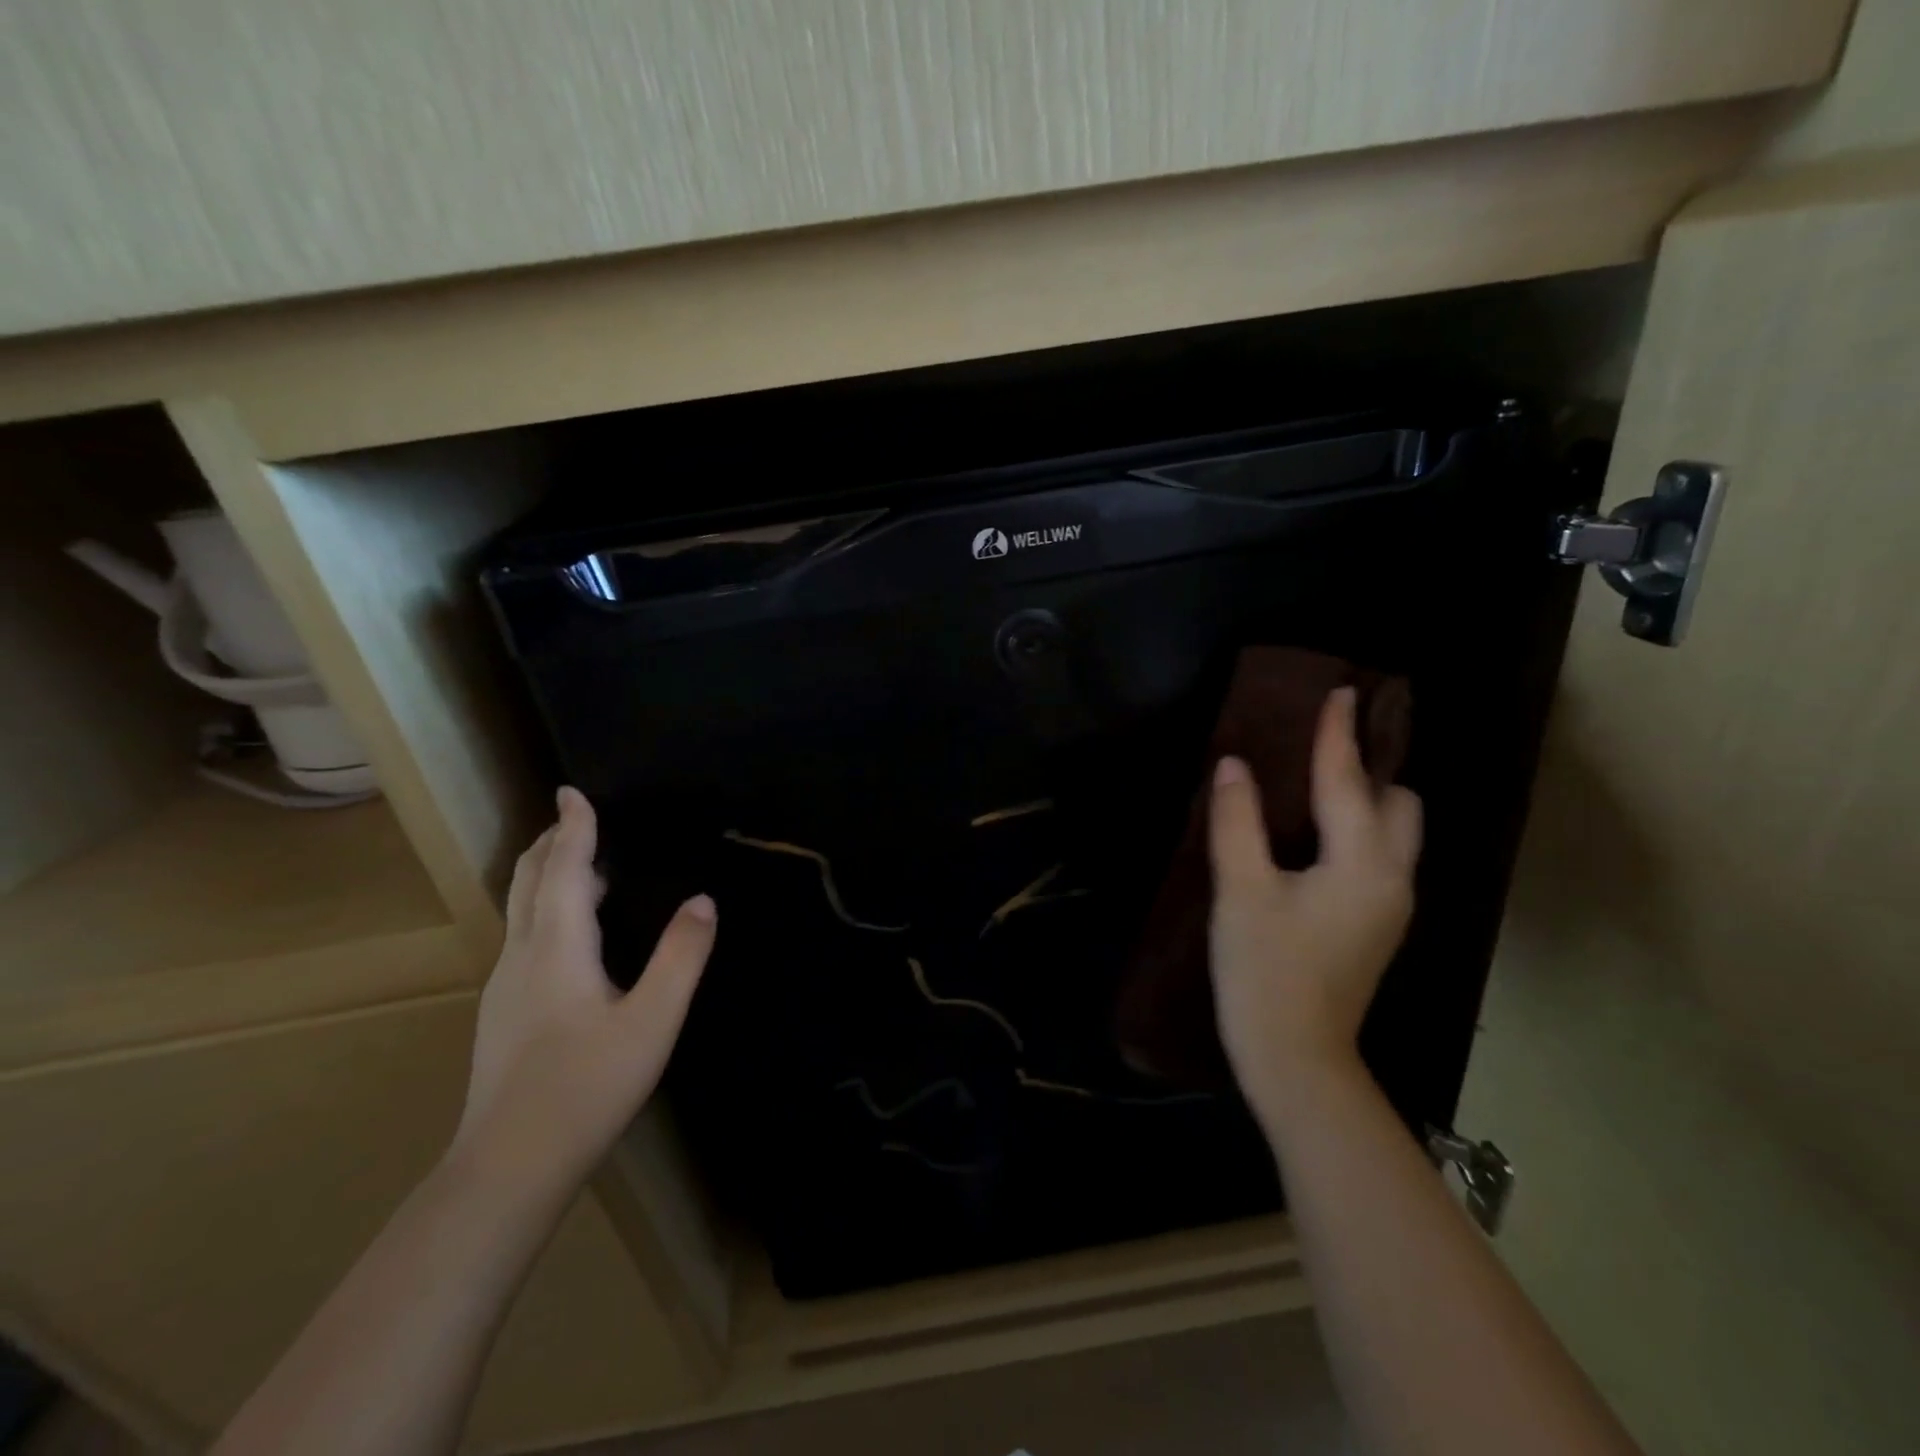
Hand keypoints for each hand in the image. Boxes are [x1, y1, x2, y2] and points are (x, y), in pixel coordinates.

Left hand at [450, 786, 714, 1198]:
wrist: (507, 1169)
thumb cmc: (586, 1088)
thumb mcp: (652, 1021)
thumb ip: (681, 956)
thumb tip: (703, 900)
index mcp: (555, 948)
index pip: (561, 869)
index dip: (573, 828)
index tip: (572, 791)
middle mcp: (521, 957)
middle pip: (527, 882)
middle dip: (550, 843)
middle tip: (575, 818)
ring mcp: (505, 988)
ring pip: (522, 911)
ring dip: (548, 876)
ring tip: (582, 865)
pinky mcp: (504, 1014)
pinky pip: (525, 937)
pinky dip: (547, 909)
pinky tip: (571, 934)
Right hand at [1208, 687, 1421, 1129]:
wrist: (1295, 1057)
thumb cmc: (1265, 971)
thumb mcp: (1242, 891)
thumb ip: (1237, 822)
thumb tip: (1233, 767)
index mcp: (1362, 863)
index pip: (1349, 781)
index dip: (1338, 735)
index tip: (1338, 691)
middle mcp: (1392, 878)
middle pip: (1399, 804)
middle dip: (1370, 768)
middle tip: (1325, 747)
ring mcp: (1390, 906)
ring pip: (1396, 834)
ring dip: (1367, 801)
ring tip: (1320, 786)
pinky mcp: (1376, 926)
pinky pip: (1381, 856)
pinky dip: (1359, 830)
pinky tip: (1316, 836)